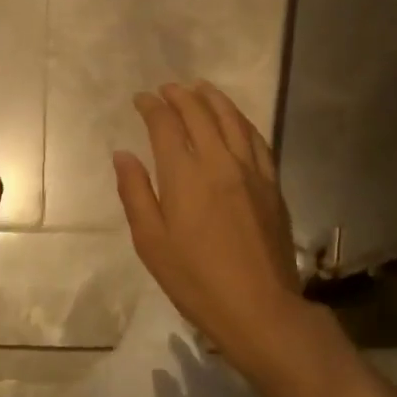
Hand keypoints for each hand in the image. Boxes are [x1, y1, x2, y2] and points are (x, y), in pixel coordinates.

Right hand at [113, 81, 306, 373]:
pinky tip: (236, 120)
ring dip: (213, 99)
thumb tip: (123, 154)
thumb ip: (136, 193)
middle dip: (180, 96)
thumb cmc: (195, 280)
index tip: (141, 99)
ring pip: (232, 120)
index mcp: (184, 175)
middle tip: (167, 89)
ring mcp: (251, 171)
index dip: (152, 107)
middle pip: (200, 114)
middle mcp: (219, 161)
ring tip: (200, 88)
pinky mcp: (272, 184)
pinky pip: (257, 140)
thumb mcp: (151, 242)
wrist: (259, 307)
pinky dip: (242, 121)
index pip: (165, 125)